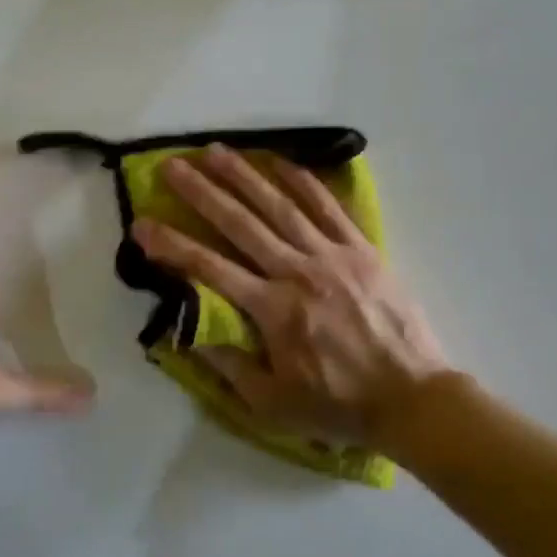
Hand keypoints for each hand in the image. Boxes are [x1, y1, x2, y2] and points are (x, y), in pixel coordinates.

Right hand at [132, 144, 447, 450]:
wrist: (414, 397)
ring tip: (215, 151)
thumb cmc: (339, 404)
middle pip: (241, 224)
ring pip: (281, 206)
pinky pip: (328, 207)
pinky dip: (303, 181)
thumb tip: (186, 330)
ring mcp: (333, 255)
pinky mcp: (362, 249)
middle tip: (172, 165)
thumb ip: (228, 364)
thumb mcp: (273, 403)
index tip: (141, 224)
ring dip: (245, 176)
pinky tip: (280, 161)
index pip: (209, 268)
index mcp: (273, 310)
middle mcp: (298, 272)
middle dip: (202, 193)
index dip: (171, 245)